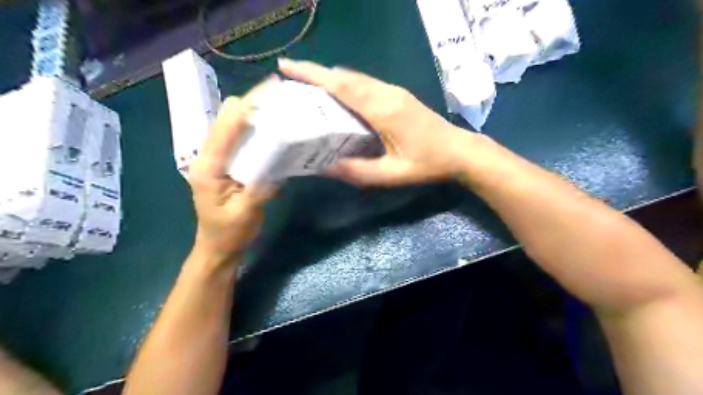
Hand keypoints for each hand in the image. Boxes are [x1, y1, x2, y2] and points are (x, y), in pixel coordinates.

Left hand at [187, 78, 278, 262]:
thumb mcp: (247, 213)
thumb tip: (279, 162)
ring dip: (254, 118)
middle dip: (251, 107)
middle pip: (226, 120)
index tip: (270, 91)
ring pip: (233, 128)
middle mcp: (209, 158)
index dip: (247, 107)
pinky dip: (255, 133)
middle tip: (280, 102)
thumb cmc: (230, 233)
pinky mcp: (227, 166)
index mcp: (209, 167)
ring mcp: (217, 161)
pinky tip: (273, 133)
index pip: (226, 128)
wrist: (218, 249)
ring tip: (279, 111)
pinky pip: (240, 142)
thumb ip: (261, 187)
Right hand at [277, 58, 474, 185]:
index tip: (286, 67)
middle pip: (345, 75)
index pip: (341, 85)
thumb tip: (324, 167)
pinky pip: (365, 84)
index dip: (312, 75)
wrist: (460, 151)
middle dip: (315, 73)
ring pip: (355, 77)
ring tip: (307, 87)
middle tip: (290, 78)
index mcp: (383, 110)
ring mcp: (393, 91)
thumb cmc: (427, 164)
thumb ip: (357, 172)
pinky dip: (345, 85)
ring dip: (330, 78)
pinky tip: (337, 97)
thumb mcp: (391, 175)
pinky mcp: (397, 95)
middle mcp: (386, 93)